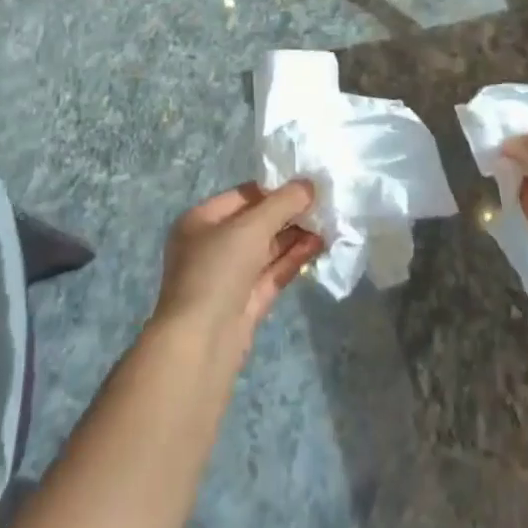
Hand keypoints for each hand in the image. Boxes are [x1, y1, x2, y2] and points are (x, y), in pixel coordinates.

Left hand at [152, 182, 323, 358]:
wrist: (201, 343)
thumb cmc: (217, 270)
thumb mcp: (251, 227)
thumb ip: (282, 203)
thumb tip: (309, 183)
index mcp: (200, 221)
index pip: (243, 196)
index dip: (275, 189)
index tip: (307, 185)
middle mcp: (211, 246)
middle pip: (256, 222)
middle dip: (288, 214)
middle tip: (323, 205)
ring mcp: (229, 276)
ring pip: (267, 249)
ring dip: (295, 236)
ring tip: (328, 223)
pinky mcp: (246, 302)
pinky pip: (272, 272)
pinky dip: (293, 259)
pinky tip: (318, 245)